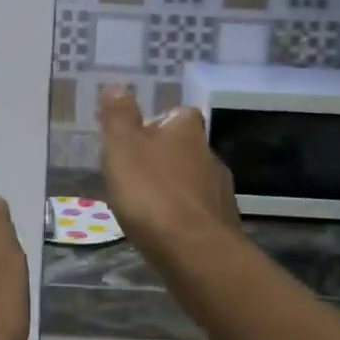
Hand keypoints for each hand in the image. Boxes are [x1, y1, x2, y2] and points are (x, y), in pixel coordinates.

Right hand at [98, 87, 241, 264]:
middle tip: (134, 174)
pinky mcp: (223, 225)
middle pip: (186, 148)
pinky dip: (182, 216)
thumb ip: (119, 117)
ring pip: (193, 181)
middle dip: (164, 158)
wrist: (195, 253)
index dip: (158, 123)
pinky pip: (198, 212)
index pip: (178, 114)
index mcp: (187, 131)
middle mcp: (210, 155)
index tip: (135, 138)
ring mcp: (221, 192)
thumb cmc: (152, 192)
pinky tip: (164, 231)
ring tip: (146, 205)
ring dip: (173, 188)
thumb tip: (116, 87)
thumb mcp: (122, 147)